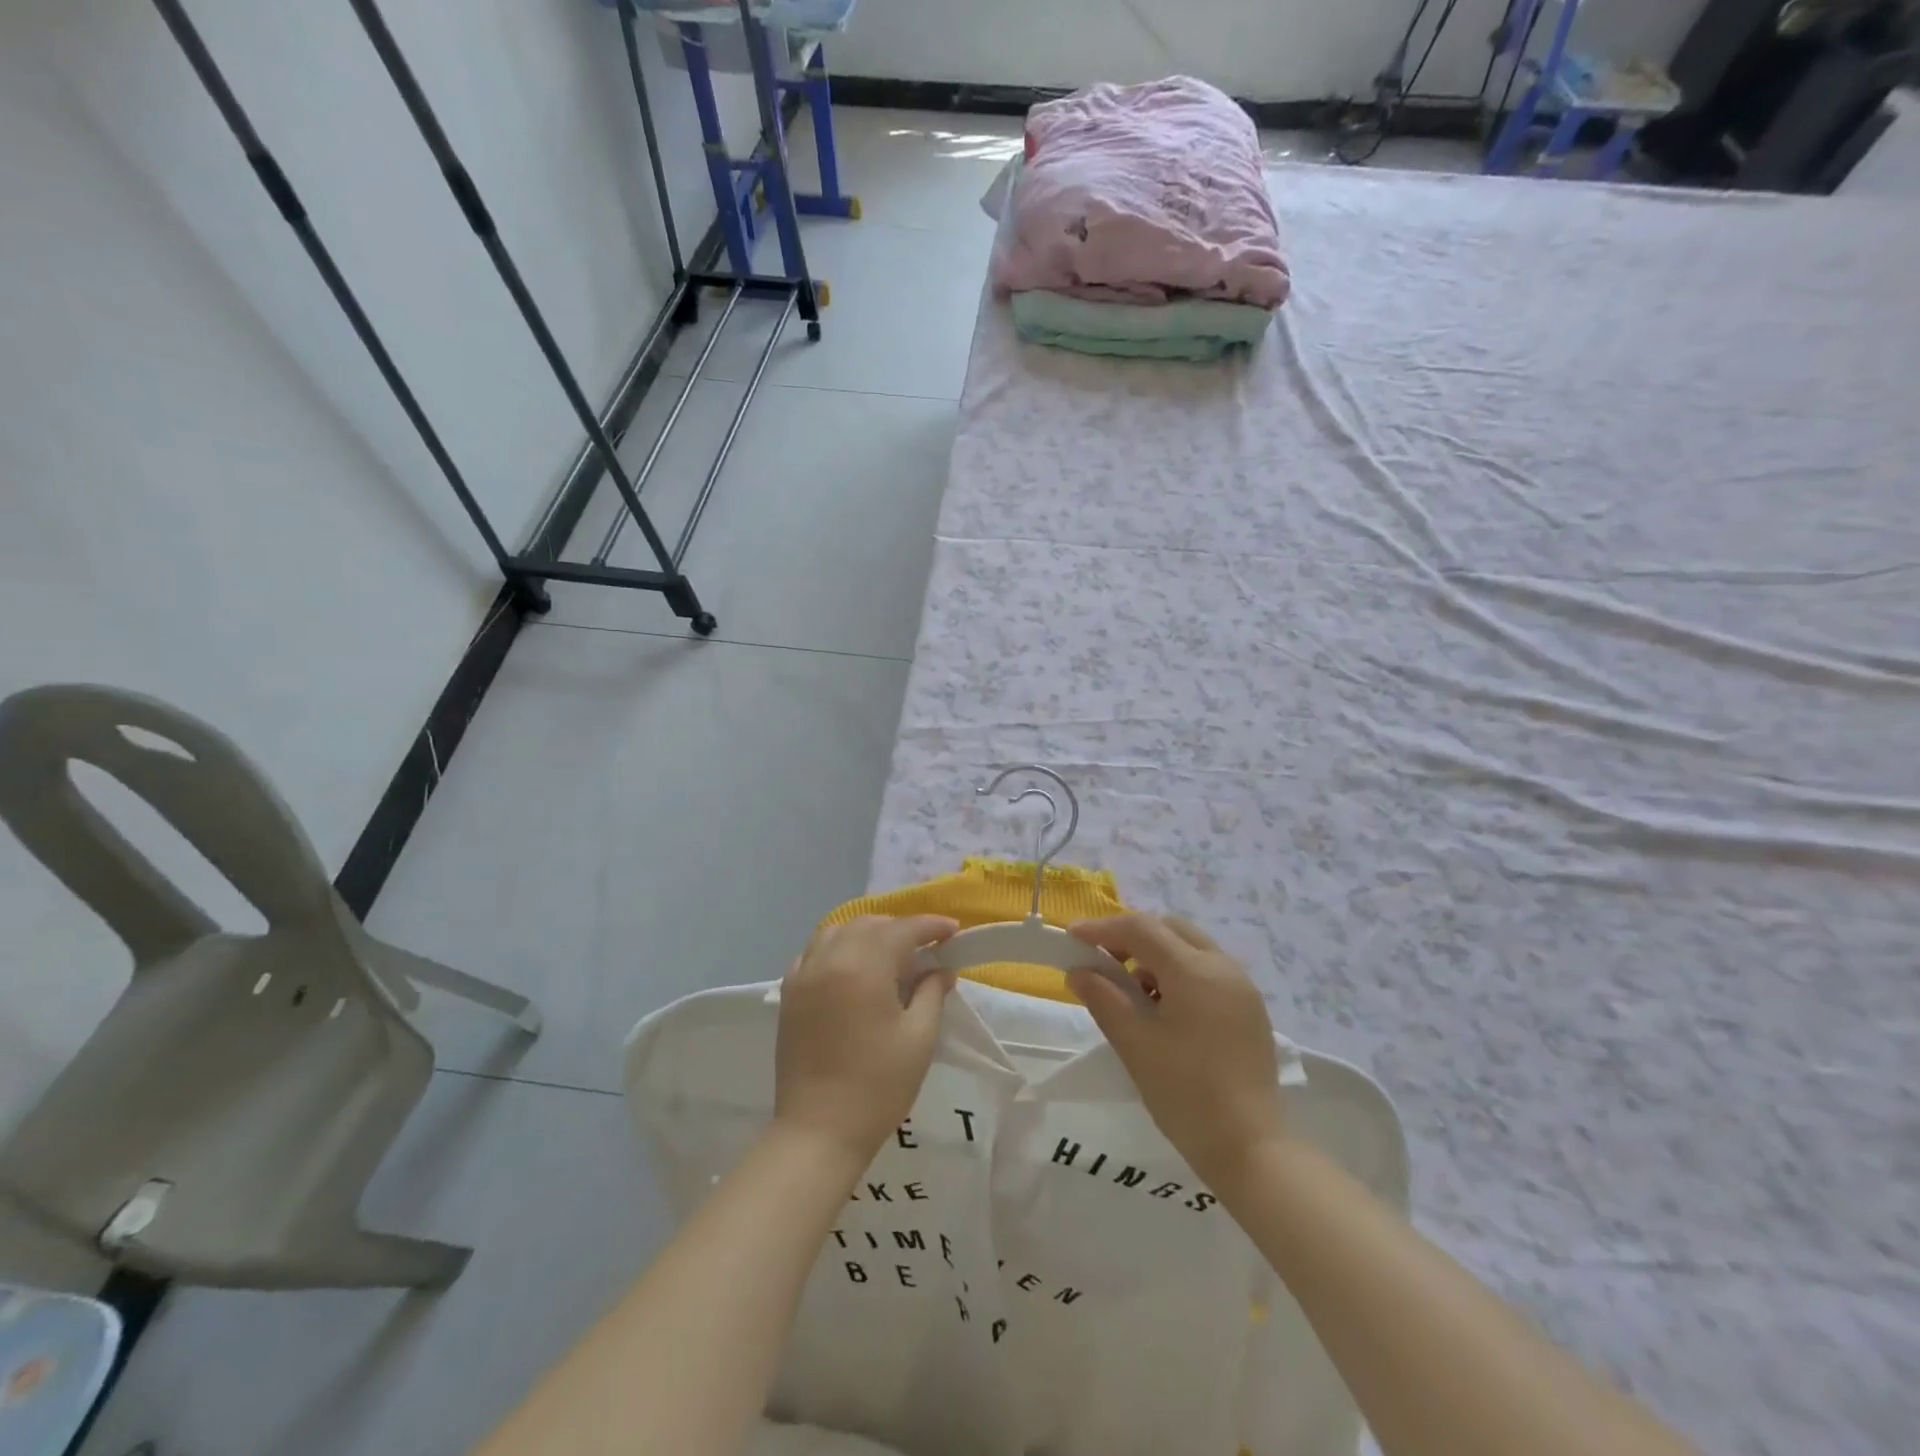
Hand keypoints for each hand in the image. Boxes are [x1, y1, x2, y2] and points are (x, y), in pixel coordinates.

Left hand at [774, 915, 958, 1161]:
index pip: (902, 929)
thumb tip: (941, 969)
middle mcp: (830, 959)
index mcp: (864, 966)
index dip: (931, 926)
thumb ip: (932, 993)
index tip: (953, 931)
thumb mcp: (919, 1037)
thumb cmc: (878, 1086)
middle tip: (926, 948)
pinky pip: (814, 952)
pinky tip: (851, 970)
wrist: (818, 1131)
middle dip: (900, 929)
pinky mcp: (789, 994)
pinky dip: (837, 949)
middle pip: (869, 925)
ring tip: (889, 955)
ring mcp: (804, 974)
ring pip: (838, 931)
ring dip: (867, 933)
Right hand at [1068, 914, 1286, 1190]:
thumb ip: (1103, 998)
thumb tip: (1079, 971)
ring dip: (1156, 956)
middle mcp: (1223, 967)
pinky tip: (1164, 1010)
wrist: (1250, 1148)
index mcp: (1194, 971)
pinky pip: (1208, 971)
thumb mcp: (1134, 1044)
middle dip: (1132, 937)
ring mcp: (1242, 987)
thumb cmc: (1185, 1093)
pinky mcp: (1250, 1009)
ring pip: (1190, 948)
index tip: (1072, 937)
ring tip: (1132, 993)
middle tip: (1103, 962)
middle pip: (1169, 929)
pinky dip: (1179, 974)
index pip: (1141, 929)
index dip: (1102, 928)